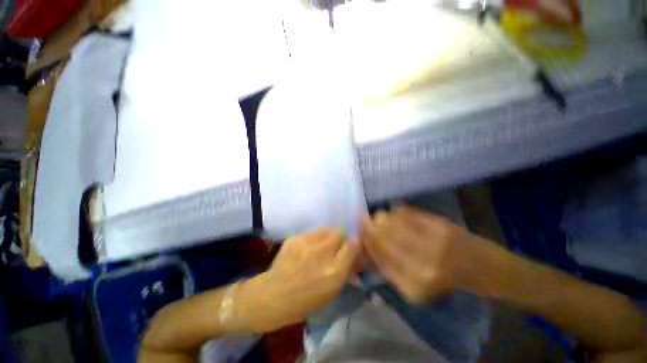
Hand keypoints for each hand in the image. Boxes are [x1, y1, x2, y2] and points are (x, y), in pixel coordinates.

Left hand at [237, 228, 359, 331]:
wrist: (272, 295)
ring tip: (321, 246)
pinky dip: (314, 239)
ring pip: (326, 229)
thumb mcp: (332, 291)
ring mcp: (307, 242)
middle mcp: (322, 252)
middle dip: (341, 238)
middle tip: (336, 246)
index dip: (354, 244)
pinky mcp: (295, 237)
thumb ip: (345, 268)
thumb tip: (353, 254)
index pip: (353, 244)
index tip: (351, 248)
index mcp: (334, 271)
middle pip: (340, 231)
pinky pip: (312, 232)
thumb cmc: (305, 300)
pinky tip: (307, 249)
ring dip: (328, 236)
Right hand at [361, 207, 462, 303]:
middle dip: (369, 225)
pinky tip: (394, 212)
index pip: (379, 256)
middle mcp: (421, 266)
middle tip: (364, 218)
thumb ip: (388, 269)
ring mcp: (432, 243)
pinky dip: (397, 211)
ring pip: (392, 222)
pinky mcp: (440, 226)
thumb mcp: (414, 285)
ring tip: (380, 216)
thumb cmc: (445, 281)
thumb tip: (365, 247)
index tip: (358, 229)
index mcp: (412, 286)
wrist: (481, 268)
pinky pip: (406, 213)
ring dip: (382, 217)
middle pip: (382, 237)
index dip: (366, 239)